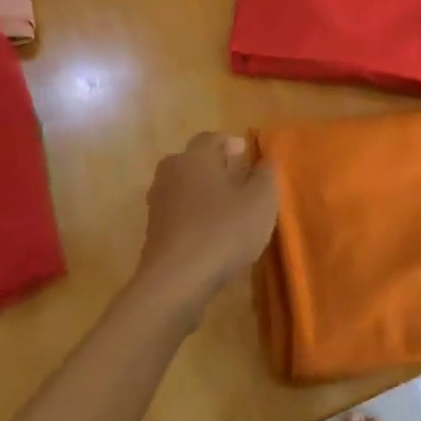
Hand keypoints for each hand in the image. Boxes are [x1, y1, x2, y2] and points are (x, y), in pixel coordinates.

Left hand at [133, 132, 278, 321]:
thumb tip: (265, 160)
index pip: (212, 138)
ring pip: (185, 188)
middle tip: (239, 180)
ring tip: (229, 210)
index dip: (231, 144)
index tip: (246, 154)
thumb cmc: (223, 231)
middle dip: (216, 168)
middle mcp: (171, 173)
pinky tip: (212, 234)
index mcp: (195, 157)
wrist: (175, 282)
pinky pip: (179, 213)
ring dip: (204, 194)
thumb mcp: (261, 200)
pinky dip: (194, 217)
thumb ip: (266, 175)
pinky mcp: (154, 233)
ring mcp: (158, 204)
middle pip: (194, 162)